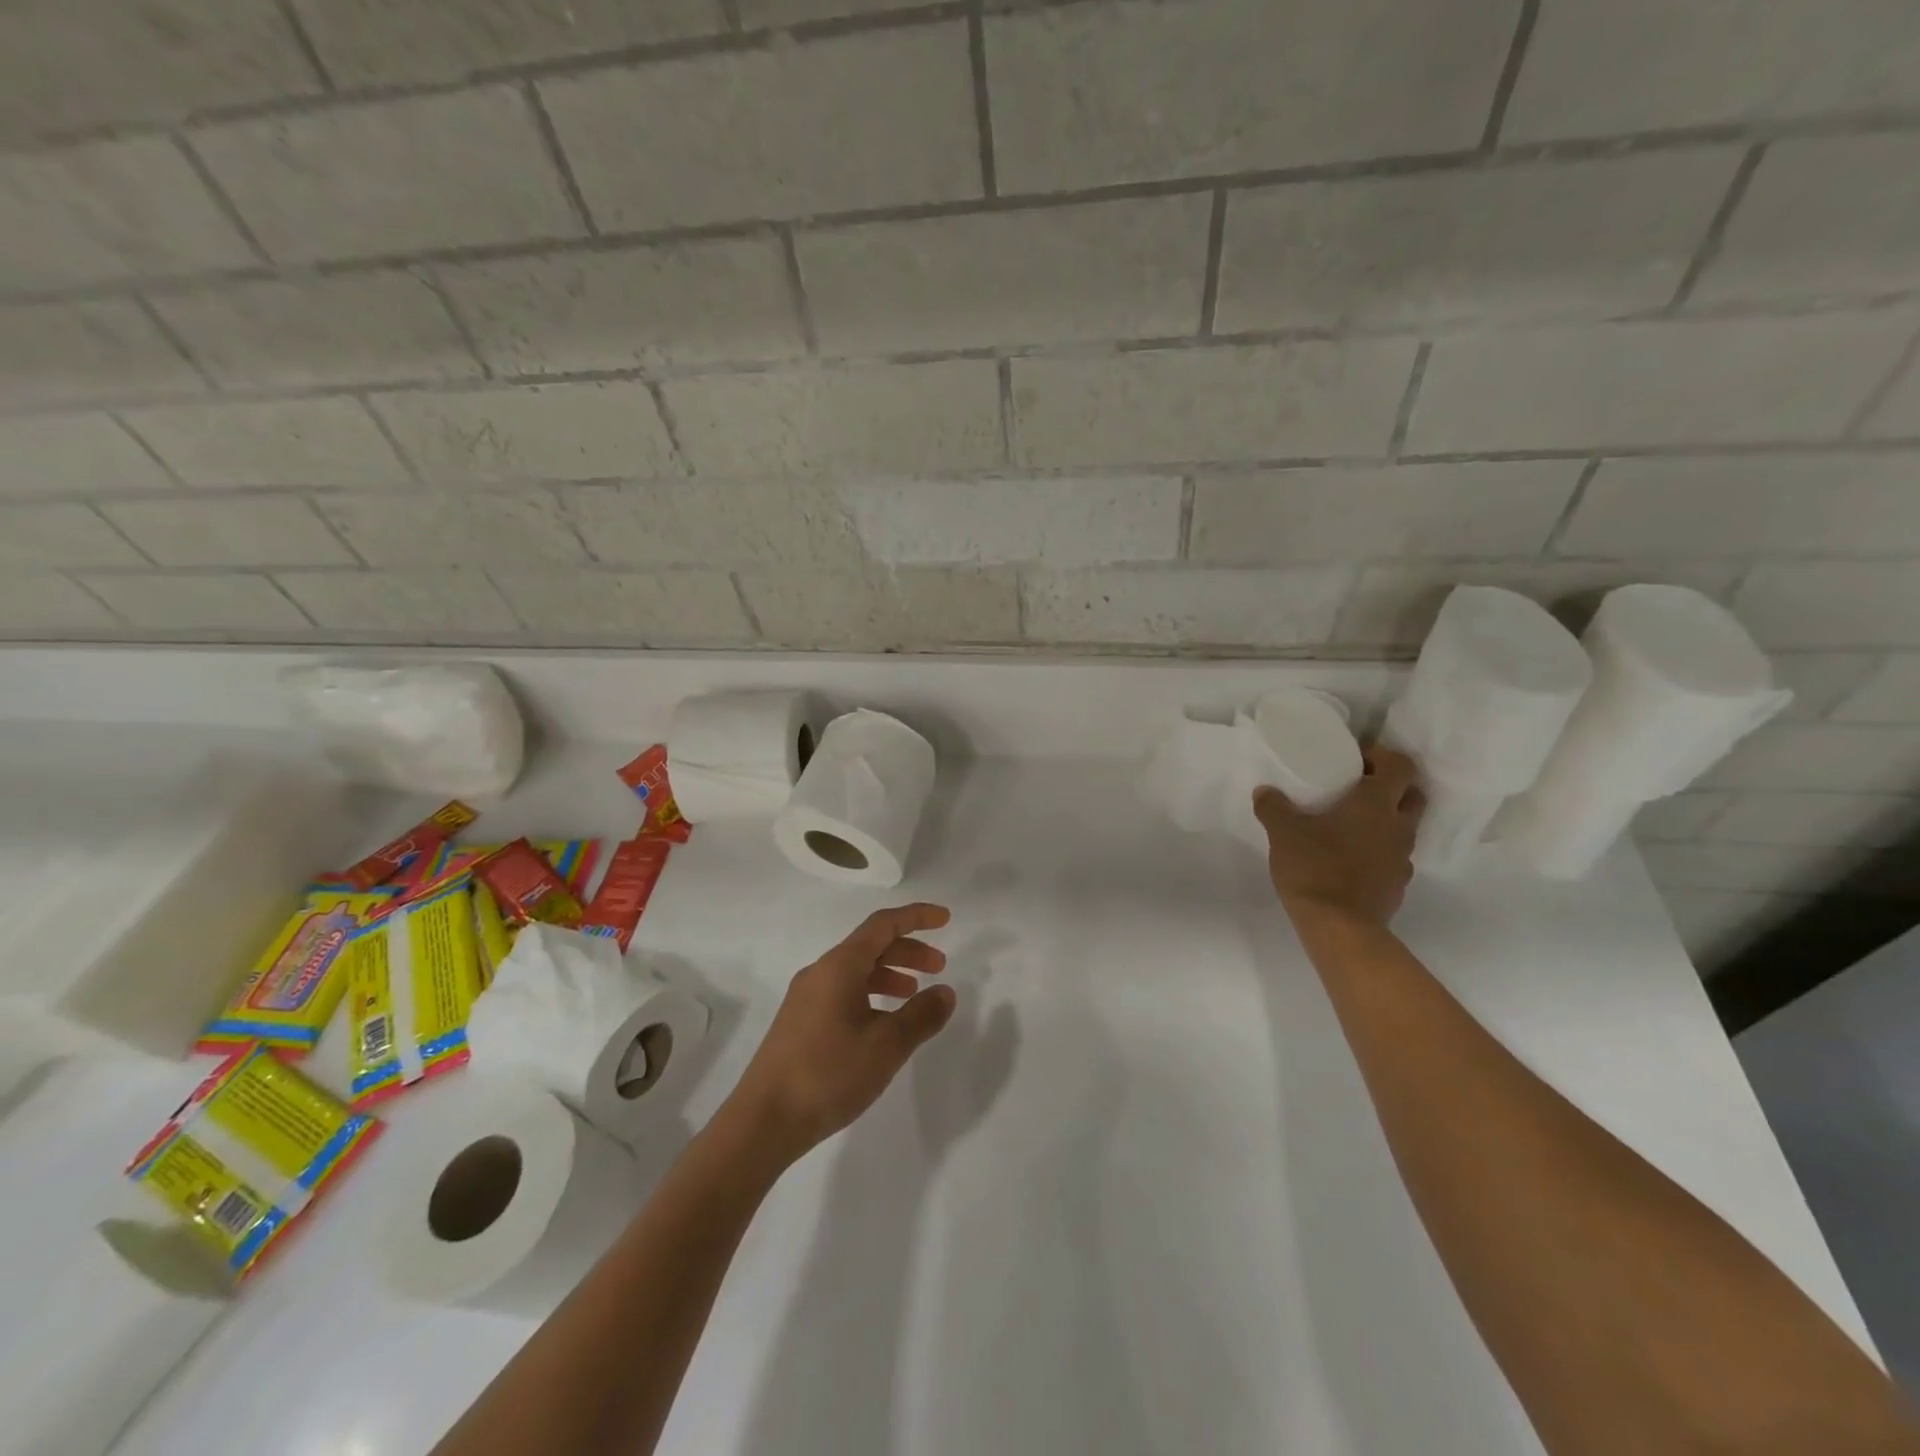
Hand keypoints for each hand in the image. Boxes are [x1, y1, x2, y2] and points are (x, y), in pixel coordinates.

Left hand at [724, 903, 955, 1163]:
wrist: (763, 1121)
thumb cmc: (828, 1074)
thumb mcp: (886, 1045)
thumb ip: (921, 1015)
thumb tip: (945, 992)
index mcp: (840, 966)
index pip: (883, 924)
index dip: (916, 917)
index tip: (945, 919)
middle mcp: (820, 972)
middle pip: (870, 945)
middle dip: (907, 950)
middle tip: (938, 967)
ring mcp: (806, 998)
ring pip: (855, 971)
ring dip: (889, 974)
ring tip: (914, 995)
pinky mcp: (799, 1023)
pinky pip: (842, 992)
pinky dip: (870, 994)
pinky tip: (882, 1023)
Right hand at [1254, 745, 1423, 927]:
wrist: (1340, 927)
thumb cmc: (1315, 868)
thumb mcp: (1283, 832)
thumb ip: (1273, 807)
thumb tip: (1265, 791)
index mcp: (1376, 804)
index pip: (1400, 765)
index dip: (1382, 756)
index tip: (1356, 759)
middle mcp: (1398, 826)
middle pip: (1412, 794)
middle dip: (1391, 786)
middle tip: (1358, 788)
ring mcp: (1402, 858)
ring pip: (1404, 827)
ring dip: (1384, 820)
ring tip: (1349, 826)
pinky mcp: (1397, 884)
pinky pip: (1393, 857)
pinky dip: (1377, 850)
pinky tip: (1349, 859)